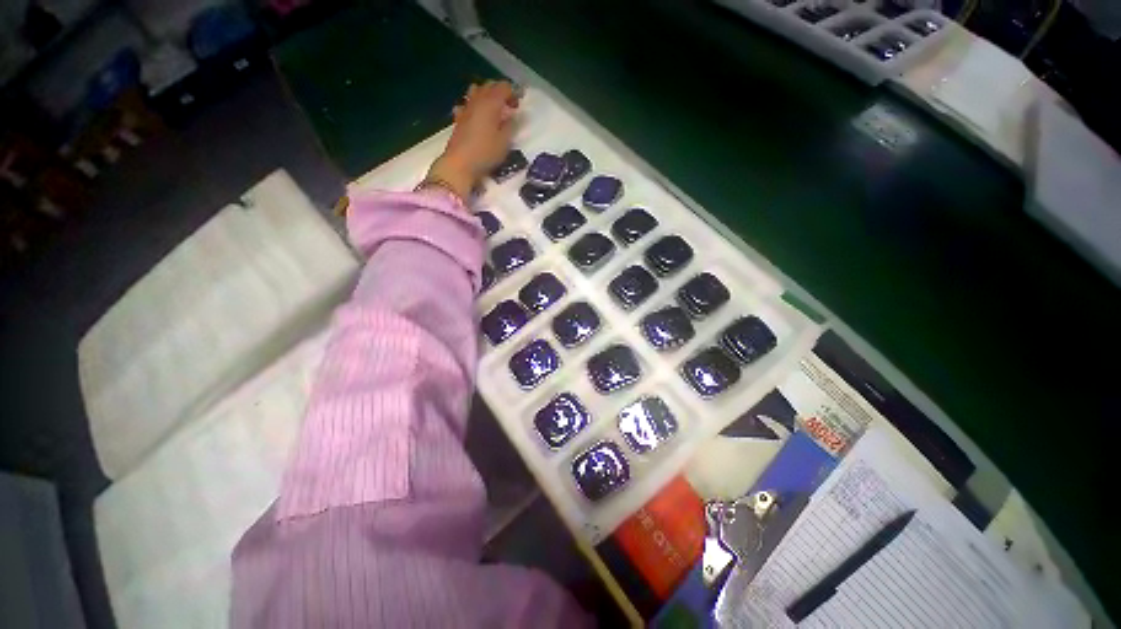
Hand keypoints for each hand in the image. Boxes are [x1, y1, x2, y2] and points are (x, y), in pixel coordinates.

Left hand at [426, 80, 520, 200]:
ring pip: (476, 92)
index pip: (504, 87)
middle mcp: (477, 100)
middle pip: (489, 86)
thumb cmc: (485, 152)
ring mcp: (466, 108)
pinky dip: (474, 106)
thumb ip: (511, 125)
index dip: (513, 93)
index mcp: (490, 103)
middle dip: (500, 92)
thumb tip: (514, 115)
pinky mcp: (459, 119)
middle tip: (509, 107)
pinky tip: (477, 116)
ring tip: (494, 110)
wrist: (460, 164)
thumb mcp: (505, 142)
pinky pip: (467, 104)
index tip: (519, 105)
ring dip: (486, 96)